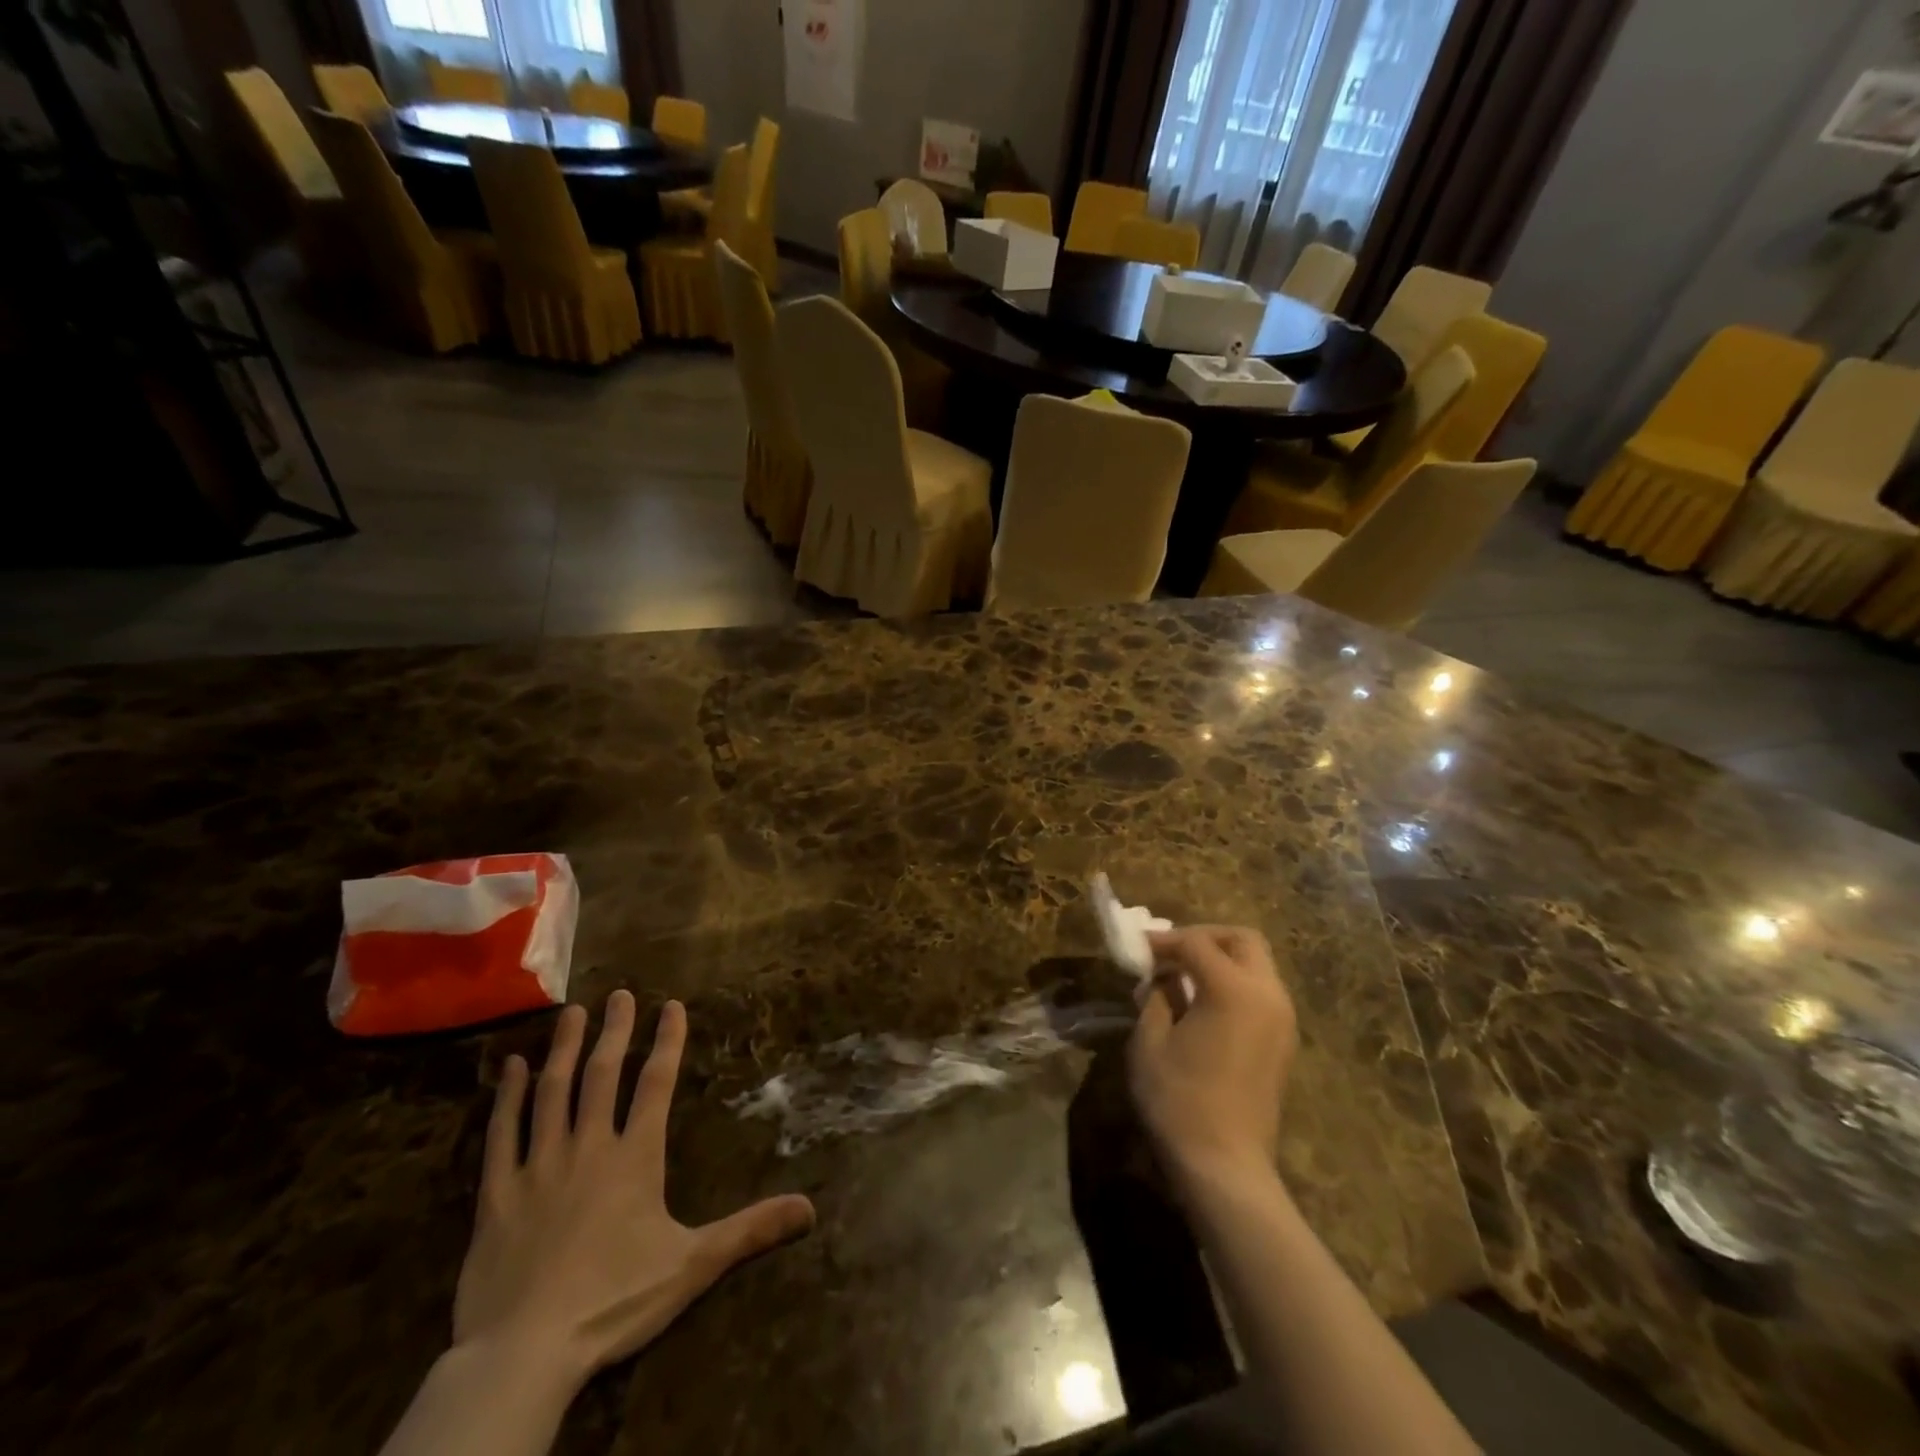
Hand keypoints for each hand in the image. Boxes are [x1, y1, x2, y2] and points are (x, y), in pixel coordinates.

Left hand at [452, 992, 815, 1391]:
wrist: (526, 1353)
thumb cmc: (615, 1301)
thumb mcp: (693, 1265)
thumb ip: (750, 1230)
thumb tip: (810, 1208)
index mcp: (635, 1158)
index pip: (657, 1085)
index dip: (667, 1042)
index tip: (672, 1005)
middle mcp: (589, 1147)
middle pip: (603, 1076)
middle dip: (615, 1031)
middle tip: (619, 994)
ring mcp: (539, 1166)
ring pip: (552, 1092)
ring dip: (564, 1049)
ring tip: (573, 1013)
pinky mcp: (497, 1194)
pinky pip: (501, 1134)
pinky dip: (506, 1097)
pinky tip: (510, 1067)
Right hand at [1128, 926, 1298, 1189]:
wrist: (1226, 1167)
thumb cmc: (1179, 1100)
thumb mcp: (1150, 1041)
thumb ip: (1157, 996)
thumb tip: (1162, 979)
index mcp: (1234, 989)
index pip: (1196, 943)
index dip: (1163, 940)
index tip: (1138, 947)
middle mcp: (1268, 995)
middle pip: (1243, 940)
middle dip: (1205, 937)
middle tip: (1172, 952)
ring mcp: (1283, 1020)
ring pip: (1258, 965)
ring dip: (1222, 959)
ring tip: (1184, 978)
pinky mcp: (1285, 1043)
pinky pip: (1262, 993)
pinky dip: (1235, 984)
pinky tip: (1204, 1005)